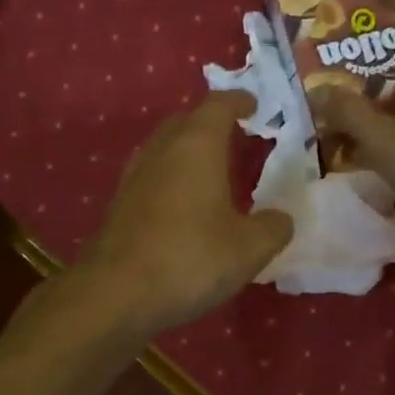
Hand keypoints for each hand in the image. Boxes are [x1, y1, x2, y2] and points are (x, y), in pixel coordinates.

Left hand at [75, 92, 293, 337]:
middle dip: (209, 122)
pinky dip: (170, 177)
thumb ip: (272, 228)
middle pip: (185, 121)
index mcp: (196, 146)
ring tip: (209, 168)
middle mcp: (161, 151)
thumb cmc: (190, 259)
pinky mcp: (119, 205)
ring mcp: (134, 177)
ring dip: (186, 149)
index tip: (254, 105)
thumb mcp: (249, 249)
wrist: (115, 293)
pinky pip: (151, 175)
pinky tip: (182, 204)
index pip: (218, 106)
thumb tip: (280, 219)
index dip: (238, 100)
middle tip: (234, 134)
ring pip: (163, 147)